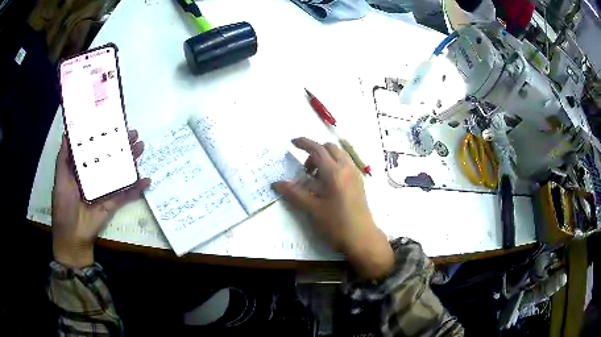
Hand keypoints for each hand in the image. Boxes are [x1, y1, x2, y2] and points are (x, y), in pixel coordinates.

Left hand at [52, 130, 149, 267]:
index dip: (104, 135)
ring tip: (141, 147)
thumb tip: (66, 133)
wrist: (73, 236)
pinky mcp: (113, 202)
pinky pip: (126, 194)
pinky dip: (137, 188)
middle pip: (110, 157)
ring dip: (131, 161)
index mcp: (83, 168)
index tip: (113, 122)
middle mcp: (96, 175)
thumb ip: (63, 159)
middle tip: (133, 133)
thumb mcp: (60, 179)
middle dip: (122, 145)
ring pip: (120, 171)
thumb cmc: (63, 206)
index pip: (95, 148)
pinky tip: (147, 180)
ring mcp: (106, 189)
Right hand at [273, 137, 393, 279]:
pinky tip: (327, 184)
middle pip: (329, 148)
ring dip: (325, 158)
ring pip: (339, 155)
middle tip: (305, 171)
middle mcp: (347, 168)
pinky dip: (334, 165)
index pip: (317, 149)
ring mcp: (355, 174)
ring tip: (315, 178)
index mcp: (335, 172)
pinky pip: (345, 164)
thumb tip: (277, 183)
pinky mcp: (359, 182)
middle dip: (315, 152)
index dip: (304, 143)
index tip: (292, 143)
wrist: (362, 238)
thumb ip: (294, 193)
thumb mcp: (312, 209)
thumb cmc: (336, 224)